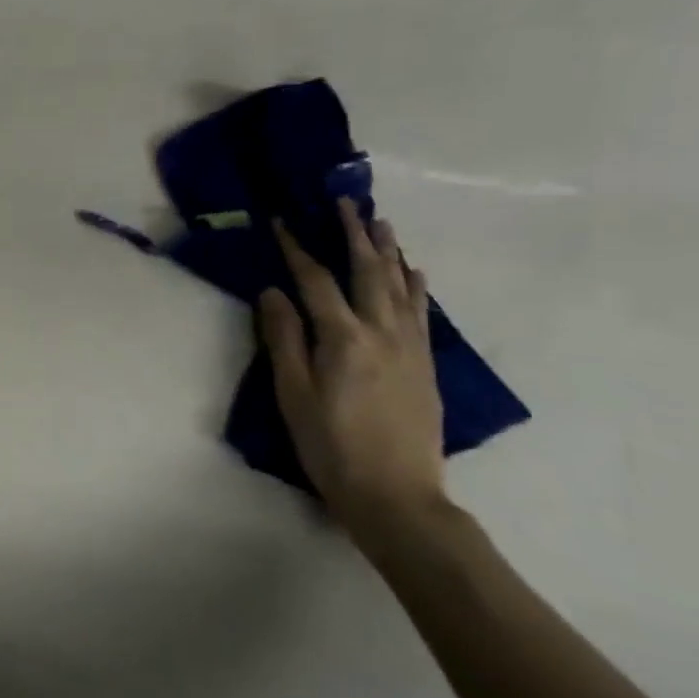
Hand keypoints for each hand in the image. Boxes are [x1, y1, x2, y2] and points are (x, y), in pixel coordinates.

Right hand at [258, 199, 447, 546]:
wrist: (396, 494)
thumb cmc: (330, 446)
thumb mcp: (292, 394)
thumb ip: (284, 339)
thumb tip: (273, 292)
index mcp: (343, 339)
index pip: (316, 281)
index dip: (298, 249)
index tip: (283, 222)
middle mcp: (382, 332)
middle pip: (367, 272)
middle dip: (354, 235)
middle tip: (345, 202)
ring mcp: (410, 347)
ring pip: (400, 286)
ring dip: (388, 251)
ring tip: (380, 222)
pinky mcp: (425, 363)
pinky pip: (422, 312)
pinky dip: (416, 285)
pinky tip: (413, 271)